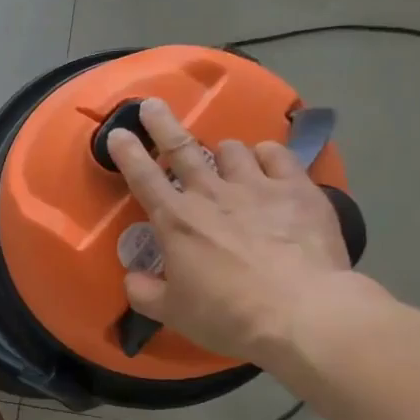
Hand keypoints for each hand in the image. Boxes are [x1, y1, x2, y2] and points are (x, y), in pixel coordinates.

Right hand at [106, 97, 363, 365]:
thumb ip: (144, 292)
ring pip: (231, 149)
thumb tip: (132, 278)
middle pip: (180, 147)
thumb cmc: (228, 315)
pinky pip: (276, 155)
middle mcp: (210, 194)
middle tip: (152, 105)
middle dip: (162, 123)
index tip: (117, 133)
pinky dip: (266, 155)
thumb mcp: (173, 313)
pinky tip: (266, 163)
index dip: (127, 153)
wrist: (302, 313)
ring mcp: (256, 186)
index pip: (142, 177)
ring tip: (225, 162)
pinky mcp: (297, 189)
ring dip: (222, 153)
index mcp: (175, 221)